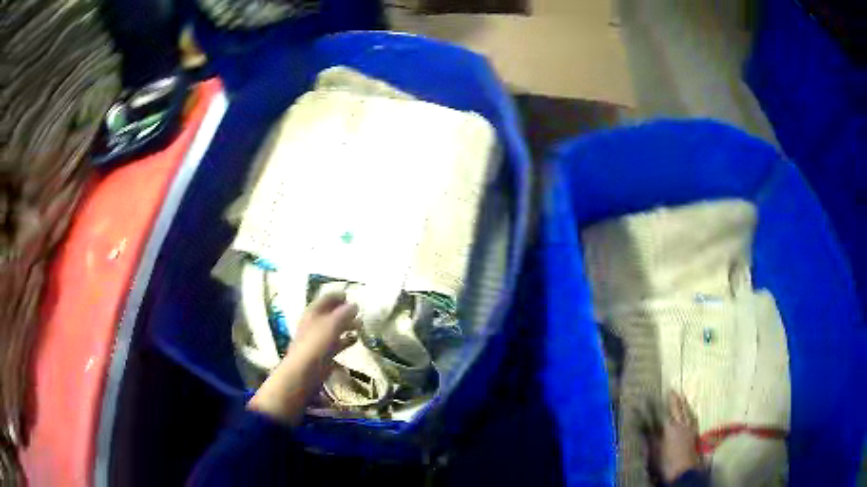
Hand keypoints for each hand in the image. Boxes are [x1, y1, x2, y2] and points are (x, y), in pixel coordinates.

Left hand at [248, 292, 359, 424]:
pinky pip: (336, 343)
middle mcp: (314, 324)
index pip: (326, 299)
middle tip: (359, 311)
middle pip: (330, 313)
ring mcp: (317, 340)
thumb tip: (354, 305)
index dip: (338, 296)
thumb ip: (344, 314)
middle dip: (343, 311)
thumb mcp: (331, 325)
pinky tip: (354, 341)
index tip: (350, 295)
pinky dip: (345, 340)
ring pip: (334, 328)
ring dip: (346, 326)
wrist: (303, 373)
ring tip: (360, 326)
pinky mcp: (322, 354)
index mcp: (313, 313)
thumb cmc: (315, 345)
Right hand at [651, 391, 702, 483]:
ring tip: (682, 397)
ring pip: (687, 411)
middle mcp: (681, 424)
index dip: (657, 403)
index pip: (662, 411)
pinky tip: (690, 413)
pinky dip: (690, 412)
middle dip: (674, 398)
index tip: (652, 395)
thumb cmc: (666, 462)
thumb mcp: (654, 451)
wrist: (684, 471)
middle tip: (672, 390)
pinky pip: (693, 418)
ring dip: (684, 404)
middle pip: (678, 408)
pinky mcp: (695, 434)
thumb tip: (644, 424)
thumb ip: (650, 436)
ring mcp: (690, 428)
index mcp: (670, 427)